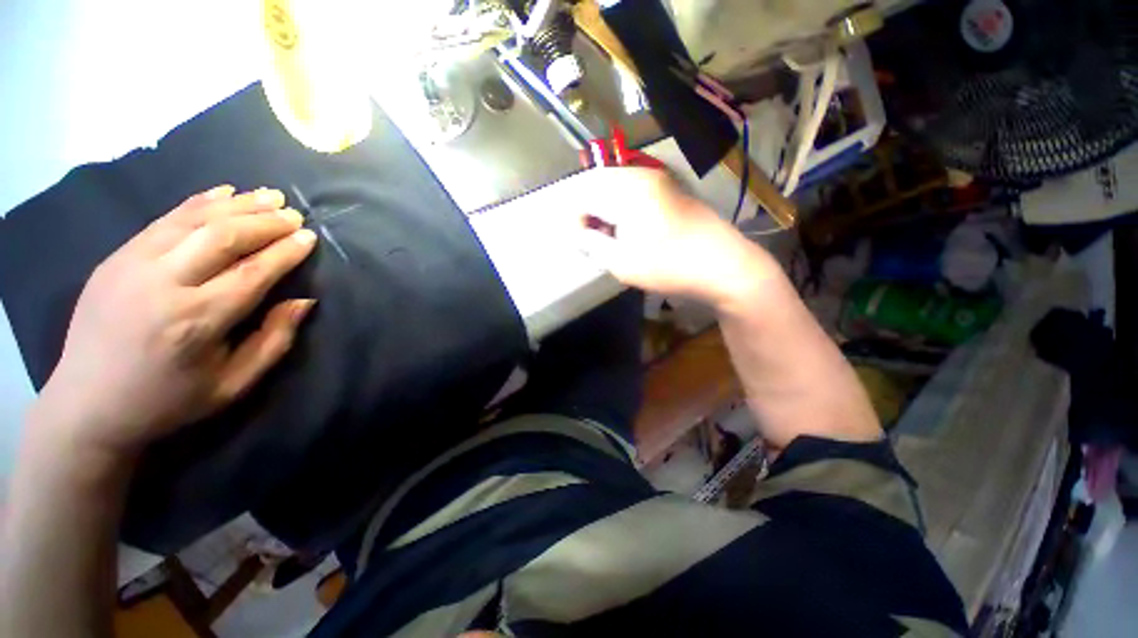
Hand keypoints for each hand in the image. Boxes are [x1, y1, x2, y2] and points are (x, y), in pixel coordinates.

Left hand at [32, 186, 317, 462]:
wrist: (87, 405)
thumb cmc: (168, 400)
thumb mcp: (233, 384)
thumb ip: (273, 340)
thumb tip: (303, 301)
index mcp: (196, 322)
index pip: (252, 272)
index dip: (285, 251)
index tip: (309, 236)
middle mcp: (163, 285)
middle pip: (222, 237)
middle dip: (264, 221)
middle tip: (294, 213)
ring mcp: (132, 265)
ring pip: (193, 220)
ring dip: (236, 204)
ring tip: (269, 195)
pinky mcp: (116, 258)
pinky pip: (164, 220)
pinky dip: (198, 202)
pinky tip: (223, 193)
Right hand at [566, 168, 773, 308]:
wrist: (724, 264)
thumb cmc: (669, 265)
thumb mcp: (621, 263)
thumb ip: (592, 245)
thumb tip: (579, 234)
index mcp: (627, 189)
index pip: (584, 195)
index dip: (575, 220)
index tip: (579, 242)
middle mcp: (641, 175)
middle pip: (599, 186)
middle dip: (589, 212)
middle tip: (592, 240)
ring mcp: (658, 180)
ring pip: (616, 187)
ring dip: (605, 210)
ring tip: (609, 237)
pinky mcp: (669, 189)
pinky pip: (633, 191)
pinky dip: (622, 208)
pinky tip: (628, 230)